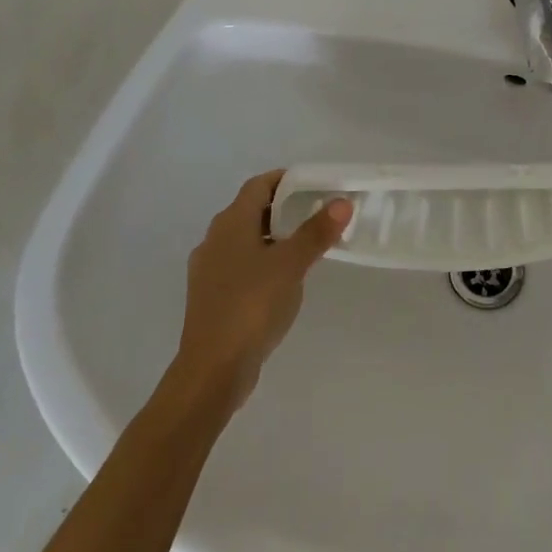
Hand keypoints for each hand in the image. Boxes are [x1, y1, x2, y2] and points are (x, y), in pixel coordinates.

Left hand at [175, 170, 351, 405]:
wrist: (212, 371)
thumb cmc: (251, 306)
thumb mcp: (291, 265)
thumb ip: (316, 232)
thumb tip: (342, 202)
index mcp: (231, 223)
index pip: (259, 185)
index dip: (287, 180)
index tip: (315, 185)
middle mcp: (214, 239)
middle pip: (252, 210)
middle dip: (284, 208)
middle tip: (318, 213)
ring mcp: (209, 269)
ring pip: (246, 239)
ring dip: (274, 236)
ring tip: (306, 246)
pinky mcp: (211, 297)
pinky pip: (241, 265)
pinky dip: (263, 261)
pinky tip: (283, 280)